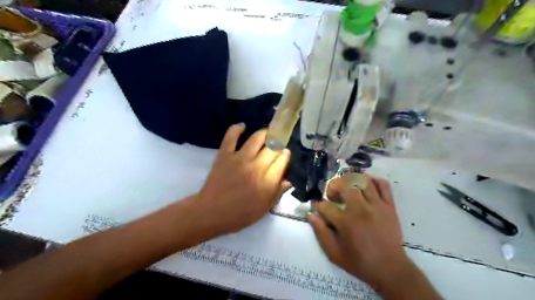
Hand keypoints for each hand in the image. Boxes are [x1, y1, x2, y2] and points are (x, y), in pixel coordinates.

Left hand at [196, 123, 290, 233]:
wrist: (211, 212)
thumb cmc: (240, 214)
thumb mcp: (264, 209)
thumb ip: (277, 193)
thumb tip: (288, 181)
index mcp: (267, 181)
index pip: (282, 160)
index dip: (285, 155)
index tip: (285, 153)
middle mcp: (256, 166)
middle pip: (272, 148)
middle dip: (278, 143)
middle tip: (278, 143)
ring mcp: (239, 159)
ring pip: (256, 139)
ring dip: (264, 133)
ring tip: (267, 132)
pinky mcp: (224, 155)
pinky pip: (231, 137)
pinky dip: (236, 129)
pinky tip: (242, 126)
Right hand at [305, 176, 410, 292]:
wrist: (390, 269)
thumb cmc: (360, 262)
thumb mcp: (334, 253)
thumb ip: (321, 233)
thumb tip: (311, 215)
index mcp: (346, 222)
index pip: (325, 206)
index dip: (318, 206)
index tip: (317, 208)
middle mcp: (361, 209)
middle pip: (345, 185)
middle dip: (334, 186)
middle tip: (332, 196)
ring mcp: (377, 205)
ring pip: (363, 180)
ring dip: (351, 181)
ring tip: (347, 188)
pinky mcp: (390, 206)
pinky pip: (383, 185)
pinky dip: (373, 181)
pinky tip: (366, 187)